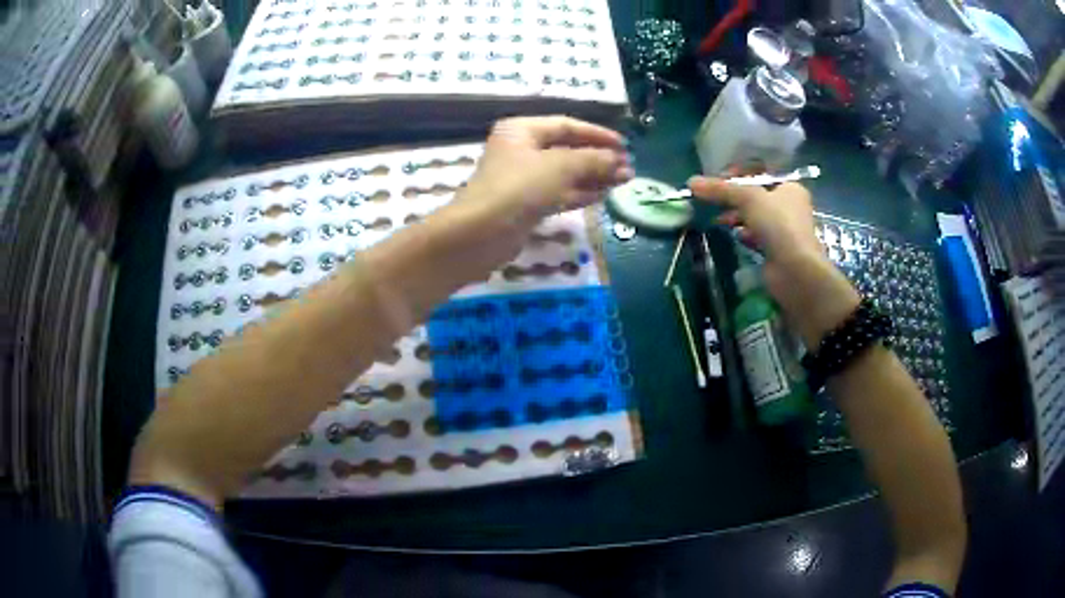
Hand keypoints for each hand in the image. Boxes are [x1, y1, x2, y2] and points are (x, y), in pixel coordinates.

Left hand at [430, 116, 631, 277]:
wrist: (480, 235)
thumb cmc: (517, 189)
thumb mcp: (559, 167)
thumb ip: (593, 160)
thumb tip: (620, 161)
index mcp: (522, 131)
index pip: (566, 126)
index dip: (597, 134)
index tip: (624, 145)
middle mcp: (521, 150)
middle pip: (567, 149)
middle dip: (598, 158)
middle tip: (628, 168)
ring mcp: (523, 179)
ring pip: (565, 173)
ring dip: (593, 176)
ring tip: (624, 181)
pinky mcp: (526, 204)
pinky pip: (558, 193)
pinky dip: (580, 193)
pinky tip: (603, 195)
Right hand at [688, 177, 859, 345]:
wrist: (795, 271)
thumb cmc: (779, 225)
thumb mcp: (748, 199)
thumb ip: (721, 189)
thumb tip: (691, 182)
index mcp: (790, 188)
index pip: (760, 175)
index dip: (738, 176)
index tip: (717, 182)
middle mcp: (790, 207)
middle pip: (756, 197)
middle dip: (734, 199)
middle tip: (712, 201)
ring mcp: (785, 231)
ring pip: (755, 218)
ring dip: (737, 218)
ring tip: (717, 220)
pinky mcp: (777, 251)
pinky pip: (757, 237)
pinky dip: (745, 235)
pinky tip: (734, 236)